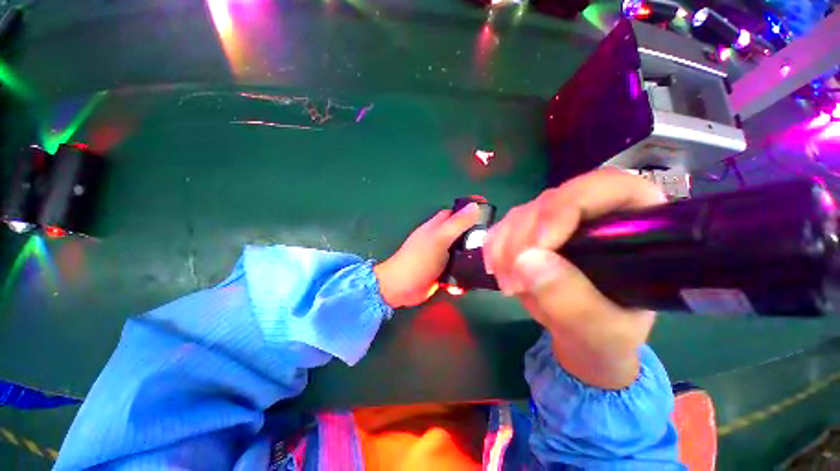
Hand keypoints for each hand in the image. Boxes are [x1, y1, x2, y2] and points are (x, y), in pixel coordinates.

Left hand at [374, 203, 480, 307]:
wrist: (401, 288)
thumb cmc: (419, 260)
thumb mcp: (440, 239)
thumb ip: (457, 224)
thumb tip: (474, 206)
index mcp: (435, 227)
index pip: (453, 213)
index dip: (467, 212)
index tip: (485, 216)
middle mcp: (438, 239)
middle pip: (459, 234)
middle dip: (473, 238)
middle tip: (491, 244)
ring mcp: (439, 257)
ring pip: (459, 254)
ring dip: (470, 260)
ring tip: (485, 265)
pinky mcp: (440, 273)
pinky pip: (456, 271)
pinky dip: (462, 276)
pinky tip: (467, 283)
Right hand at [483, 168, 666, 388]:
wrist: (580, 339)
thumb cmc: (607, 336)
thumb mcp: (602, 332)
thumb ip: (573, 301)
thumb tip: (527, 261)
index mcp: (633, 224)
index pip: (603, 187)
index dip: (566, 207)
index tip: (538, 245)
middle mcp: (592, 213)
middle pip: (550, 202)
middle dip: (524, 239)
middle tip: (515, 280)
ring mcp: (555, 221)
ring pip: (521, 214)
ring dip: (505, 247)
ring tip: (508, 285)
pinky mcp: (529, 232)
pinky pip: (503, 227)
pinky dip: (494, 248)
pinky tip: (497, 271)